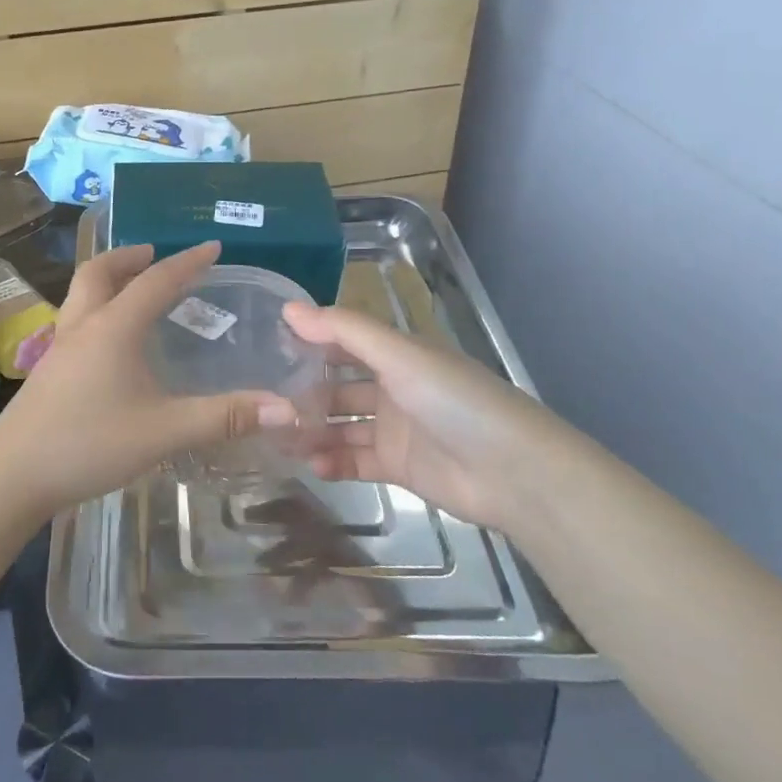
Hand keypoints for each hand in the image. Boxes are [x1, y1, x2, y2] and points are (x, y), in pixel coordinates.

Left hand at [0, 243, 297, 518]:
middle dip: (130, 257)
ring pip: (81, 294)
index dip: (187, 262)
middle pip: (100, 272)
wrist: (13, 474)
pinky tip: (109, 343)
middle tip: (155, 255)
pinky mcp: (47, 370)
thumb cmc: (89, 443)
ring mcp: (59, 347)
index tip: (213, 247)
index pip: (156, 281)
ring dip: (108, 280)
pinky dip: (96, 310)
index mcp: (113, 327)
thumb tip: (286, 409)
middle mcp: (83, 326)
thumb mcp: (164, 431)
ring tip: (132, 290)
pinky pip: (75, 320)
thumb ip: (223, 417)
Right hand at [282, 303, 592, 534]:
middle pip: (338, 388)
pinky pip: (356, 461)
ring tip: (279, 438)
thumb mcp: (400, 356)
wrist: (516, 473)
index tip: (265, 347)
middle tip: (265, 402)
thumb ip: (343, 331)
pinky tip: (312, 465)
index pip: (344, 342)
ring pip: (343, 426)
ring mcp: (396, 430)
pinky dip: (334, 462)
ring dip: (314, 431)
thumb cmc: (456, 401)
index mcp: (398, 355)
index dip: (309, 342)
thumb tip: (287, 308)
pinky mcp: (399, 468)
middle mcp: (394, 388)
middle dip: (305, 394)